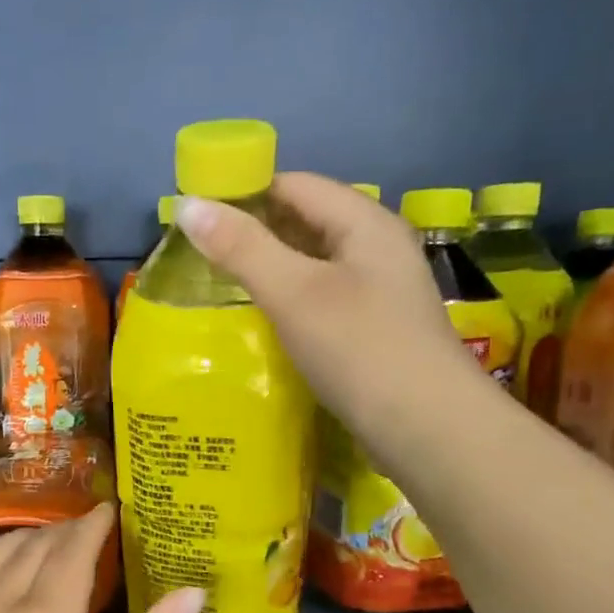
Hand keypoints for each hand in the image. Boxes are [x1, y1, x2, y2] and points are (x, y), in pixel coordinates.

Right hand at [176, 174, 484, 455]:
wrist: (425, 427)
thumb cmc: (359, 349)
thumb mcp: (294, 293)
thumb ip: (242, 248)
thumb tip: (188, 205)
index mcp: (365, 223)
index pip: (295, 185)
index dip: (245, 191)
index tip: (197, 214)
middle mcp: (377, 247)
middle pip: (307, 222)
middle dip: (255, 232)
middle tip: (201, 254)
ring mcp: (380, 291)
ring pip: (314, 264)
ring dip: (272, 269)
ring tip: (223, 287)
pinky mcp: (374, 330)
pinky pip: (323, 299)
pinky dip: (290, 301)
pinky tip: (266, 322)